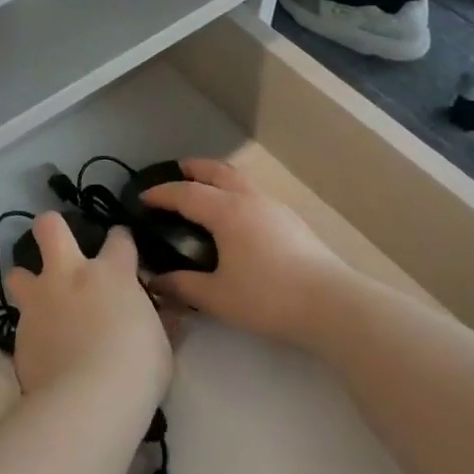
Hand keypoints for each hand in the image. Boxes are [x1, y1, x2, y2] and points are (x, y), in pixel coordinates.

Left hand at [6, 216, 171, 401]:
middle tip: (58, 246)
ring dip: (27, 282)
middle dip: (52, 228)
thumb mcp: (161, 345)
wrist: (87, 401)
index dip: (121, 239)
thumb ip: (160, 323)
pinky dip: (30, 329)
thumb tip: (171, 315)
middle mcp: (70, 275)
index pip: (119, 238)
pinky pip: (20, 321)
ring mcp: (39, 301)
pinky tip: (41, 347)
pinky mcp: (18, 332)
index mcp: (112, 273)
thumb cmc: (136, 369)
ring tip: (39, 300)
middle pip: (49, 227)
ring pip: (17, 272)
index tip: (122, 248)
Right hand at [137, 159, 355, 346]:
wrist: (330, 304)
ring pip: (239, 179)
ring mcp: (273, 206)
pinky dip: (235, 192)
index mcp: (226, 212)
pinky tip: (236, 216)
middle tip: (176, 173)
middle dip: (193, 169)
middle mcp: (248, 199)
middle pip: (217, 171)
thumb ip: (183, 286)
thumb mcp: (217, 297)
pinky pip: (253, 193)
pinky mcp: (290, 220)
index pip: (185, 193)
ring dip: (217, 177)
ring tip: (205, 189)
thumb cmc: (267, 297)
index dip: (161, 194)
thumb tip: (156, 281)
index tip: (142, 197)